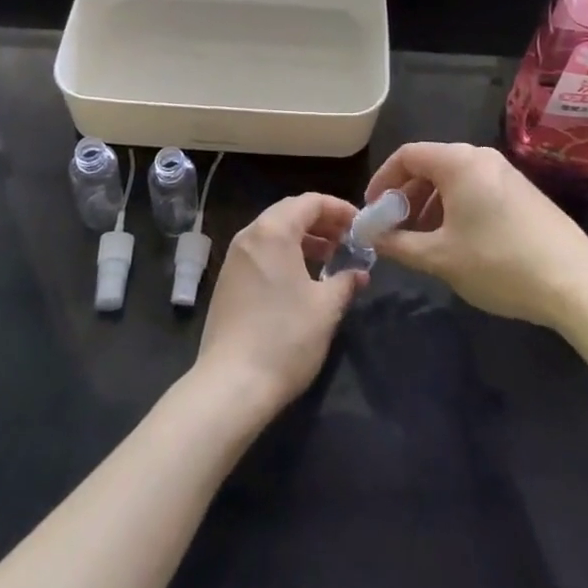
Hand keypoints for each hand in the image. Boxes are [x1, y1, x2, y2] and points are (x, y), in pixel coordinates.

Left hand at [192, 192, 364, 421]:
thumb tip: (359, 273)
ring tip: (330, 258)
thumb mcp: (326, 309)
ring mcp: (234, 257)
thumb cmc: (285, 338)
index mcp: (274, 231)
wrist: (230, 386)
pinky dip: (285, 254)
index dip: (339, 209)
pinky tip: (301, 279)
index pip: (311, 202)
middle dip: (322, 222)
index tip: (360, 225)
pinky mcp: (227, 280)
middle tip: (347, 240)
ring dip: (304, 239)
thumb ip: (345, 282)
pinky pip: (261, 251)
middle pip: (290, 212)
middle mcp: (250, 234)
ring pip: (274, 232)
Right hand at [365, 142, 587, 328]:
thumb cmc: (500, 263)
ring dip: (431, 204)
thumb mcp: (442, 258)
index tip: (372, 210)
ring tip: (423, 240)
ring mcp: (505, 172)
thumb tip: (373, 237)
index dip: (383, 180)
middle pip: (431, 164)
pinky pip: (475, 187)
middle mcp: (480, 156)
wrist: (575, 280)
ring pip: (454, 178)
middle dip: (407, 195)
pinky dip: (456, 206)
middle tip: (394, 229)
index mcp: (458, 161)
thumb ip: (401, 244)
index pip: (408, 155)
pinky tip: (457, 242)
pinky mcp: (521, 191)